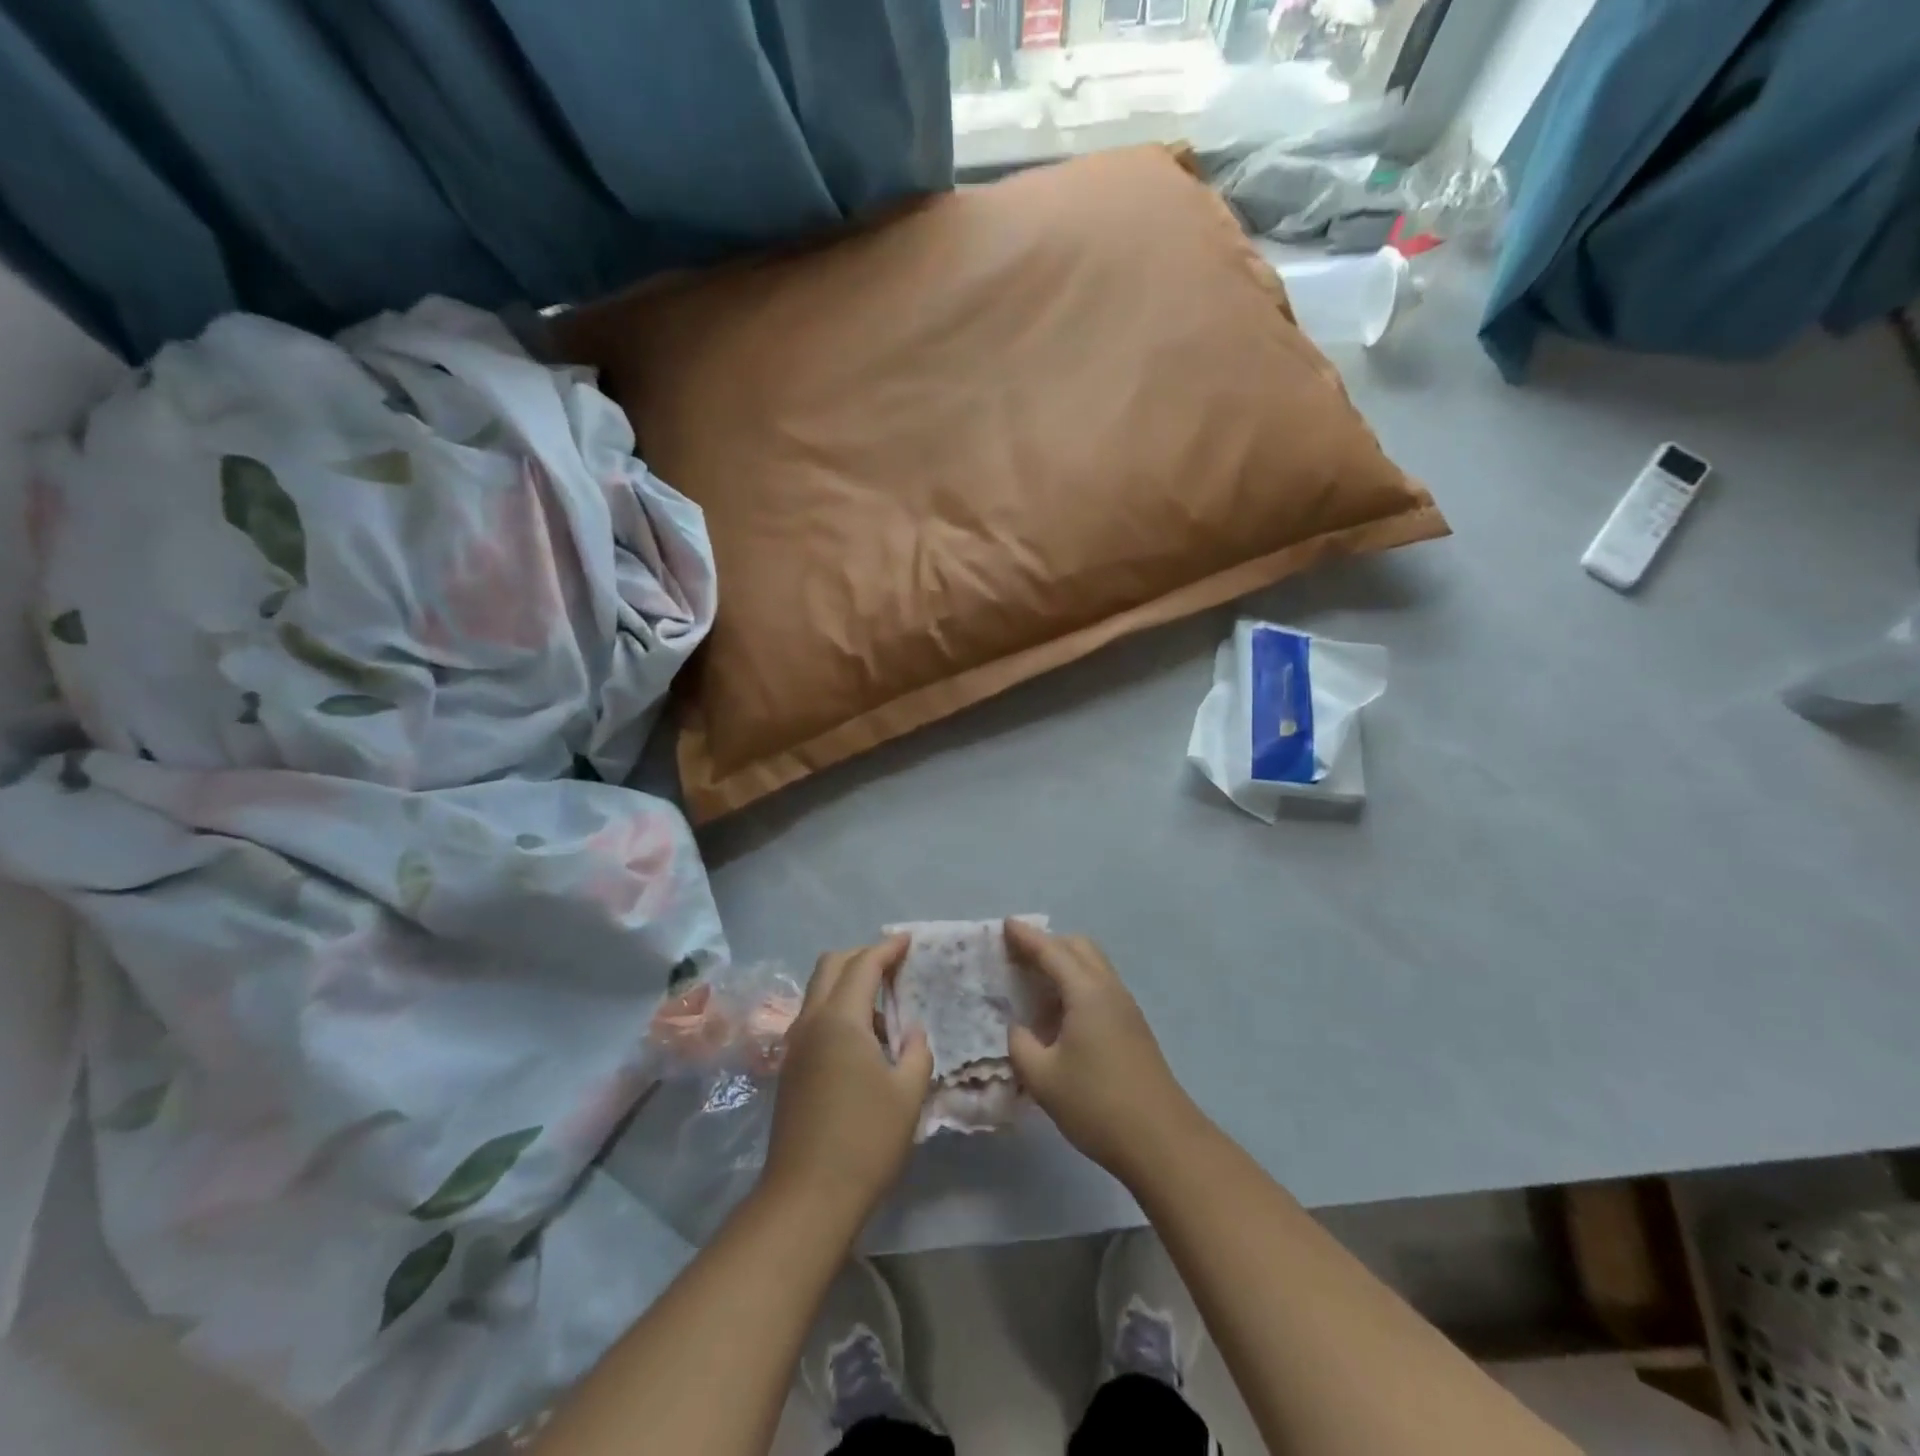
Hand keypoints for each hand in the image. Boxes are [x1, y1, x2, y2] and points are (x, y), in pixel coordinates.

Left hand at [761, 937, 932, 1223]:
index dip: (887, 948)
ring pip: (818, 990)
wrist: (806, 1198)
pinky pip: (814, 1017)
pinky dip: (838, 1008)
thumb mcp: (908, 1094)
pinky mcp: (790, 1068)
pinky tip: (863, 1038)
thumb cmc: (865, 1140)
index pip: (863, 965)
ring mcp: (795, 1045)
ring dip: (848, 982)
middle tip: (893, 964)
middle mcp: (811, 1022)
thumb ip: (916, 1051)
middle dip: (862, 955)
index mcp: (840, 1020)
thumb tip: (910, 1032)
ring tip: (883, 1005)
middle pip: (830, 965)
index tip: (909, 940)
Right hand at [1006, 922, 1205, 1186]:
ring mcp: (1125, 1007)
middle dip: (1048, 944)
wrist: (1162, 1141)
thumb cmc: (1097, 1104)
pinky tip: (1058, 1014)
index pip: (1052, 951)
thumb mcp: (1043, 1078)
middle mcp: (1109, 989)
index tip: (1005, 924)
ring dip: (1064, 964)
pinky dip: (1075, 984)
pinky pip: (1099, 986)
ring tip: (1033, 983)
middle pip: (1078, 947)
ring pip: (1092, 966)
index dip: (1026, 937)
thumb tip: (1018, 1028)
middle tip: (1017, 956)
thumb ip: (1020, 1044)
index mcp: (1086, 992)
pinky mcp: (1132, 1027)